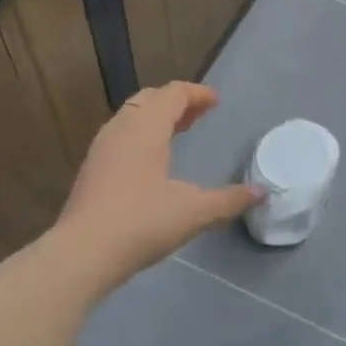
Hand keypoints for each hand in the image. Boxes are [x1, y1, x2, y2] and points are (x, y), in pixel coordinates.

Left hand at [57, 82, 258, 280]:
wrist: (83, 252)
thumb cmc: (142, 223)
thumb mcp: (194, 212)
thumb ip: (229, 200)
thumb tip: (261, 192)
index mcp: (146, 128)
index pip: (173, 94)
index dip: (196, 94)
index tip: (216, 102)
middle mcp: (121, 129)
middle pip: (149, 100)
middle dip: (176, 103)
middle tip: (198, 116)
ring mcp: (101, 148)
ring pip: (130, 117)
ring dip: (155, 118)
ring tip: (176, 134)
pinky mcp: (91, 169)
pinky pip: (119, 136)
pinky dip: (140, 136)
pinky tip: (150, 163)